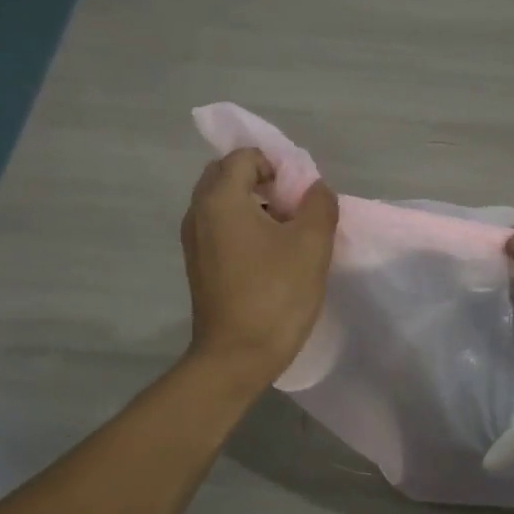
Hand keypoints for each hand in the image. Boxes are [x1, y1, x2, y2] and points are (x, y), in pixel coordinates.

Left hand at [182, 148, 339, 383]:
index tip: (301, 196)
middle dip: (263, 181)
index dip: (278, 166)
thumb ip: (319, 204)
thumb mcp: (312, 245)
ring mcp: (194, 240)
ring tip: (287, 234)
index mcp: (220, 199)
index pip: (245, 156)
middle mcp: (198, 212)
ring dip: (254, 205)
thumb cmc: (275, 295)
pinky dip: (243, 227)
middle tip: (294, 209)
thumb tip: (314, 188)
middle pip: (228, 175)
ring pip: (223, 202)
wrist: (237, 357)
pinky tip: (270, 257)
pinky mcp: (198, 265)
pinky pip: (220, 227)